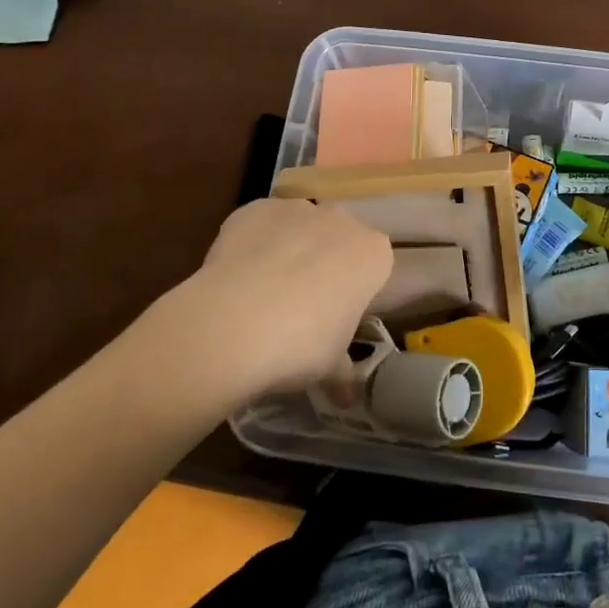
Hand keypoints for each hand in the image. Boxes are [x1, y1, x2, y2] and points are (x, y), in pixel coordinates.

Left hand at [145, 198, 392, 399]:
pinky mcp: (254, 208)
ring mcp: (296, 209)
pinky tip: (236, 276)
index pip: (374, 266)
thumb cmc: (301, 345)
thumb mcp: (330, 366)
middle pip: (338, 238)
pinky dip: (252, 243)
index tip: (337, 315)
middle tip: (302, 304)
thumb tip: (347, 399)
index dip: (355, 290)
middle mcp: (341, 221)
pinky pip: (260, 224)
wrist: (234, 322)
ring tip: (262, 292)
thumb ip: (342, 371)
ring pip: (298, 227)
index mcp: (372, 254)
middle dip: (325, 261)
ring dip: (289, 248)